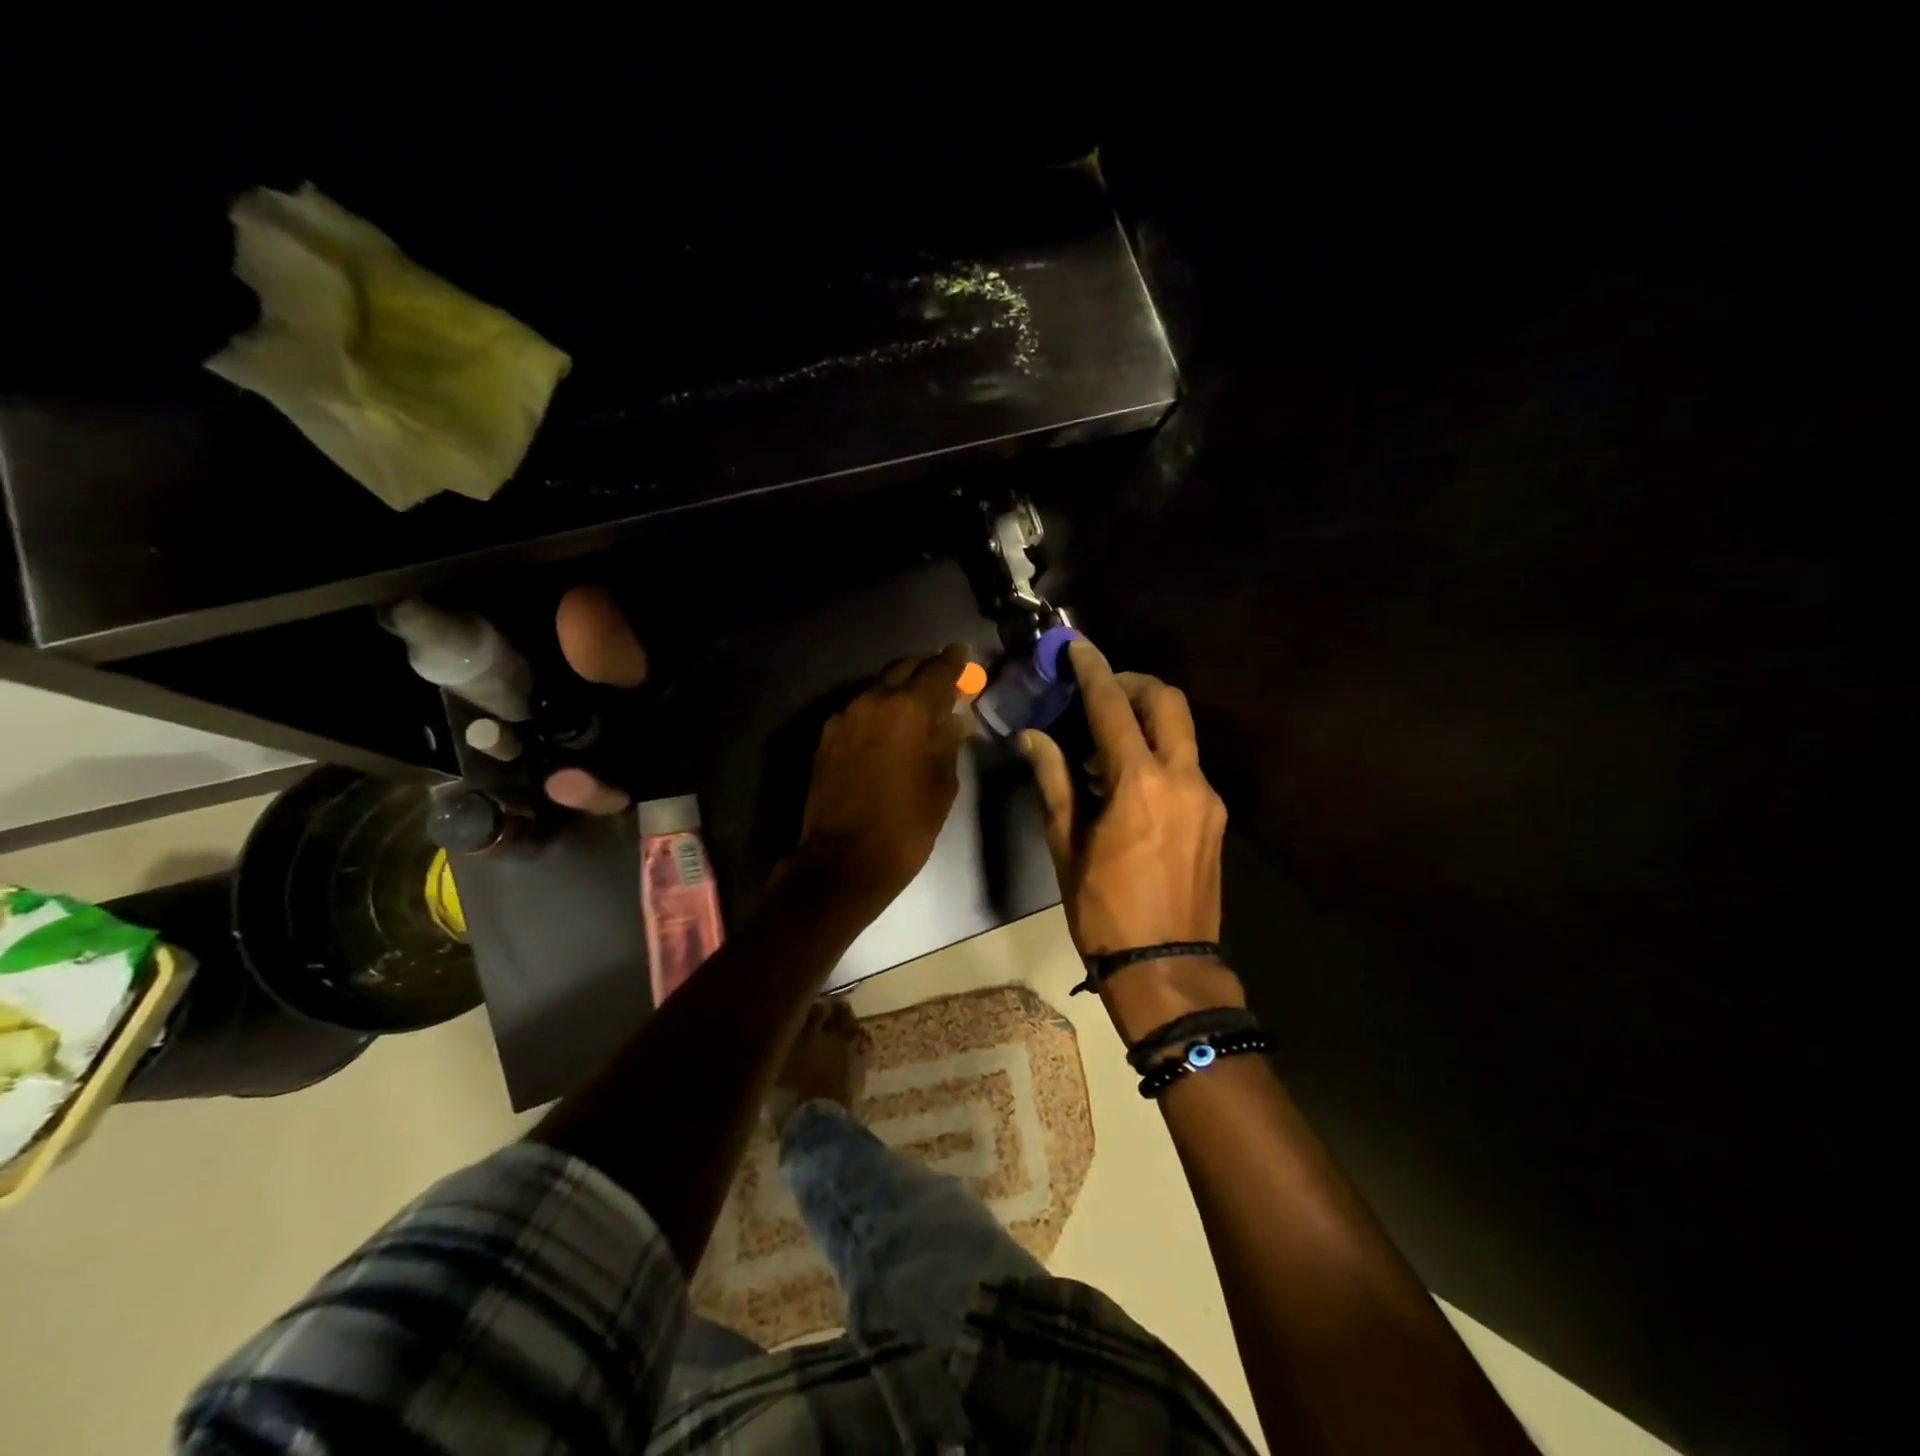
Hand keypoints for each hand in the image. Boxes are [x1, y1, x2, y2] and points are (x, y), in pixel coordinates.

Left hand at [795, 644, 970, 914]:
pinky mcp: (827, 737)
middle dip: (926, 670)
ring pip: (878, 689)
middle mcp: (873, 701)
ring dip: (899, 691)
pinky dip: (878, 712)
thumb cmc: (906, 825)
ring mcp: (844, 717)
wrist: (844, 860)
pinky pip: (859, 711)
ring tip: (917, 708)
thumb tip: (954, 717)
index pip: (938, 669)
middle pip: (904, 668)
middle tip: (944, 680)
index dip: (955, 661)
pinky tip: (888, 731)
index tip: (964, 655)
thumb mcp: (943, 784)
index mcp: (908, 708)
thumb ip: (948, 740)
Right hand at [1022, 640, 1228, 955]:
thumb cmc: (1103, 910)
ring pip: (1181, 732)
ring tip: (1106, 744)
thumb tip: (1034, 738)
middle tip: (1100, 690)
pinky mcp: (1216, 817)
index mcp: (1138, 783)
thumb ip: (1054, 782)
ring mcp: (1207, 797)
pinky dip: (1159, 754)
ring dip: (1146, 719)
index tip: (1077, 645)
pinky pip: (1187, 765)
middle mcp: (1183, 778)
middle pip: (1167, 701)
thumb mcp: (1067, 846)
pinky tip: (1130, 782)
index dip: (1093, 669)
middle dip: (1133, 683)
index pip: (1113, 707)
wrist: (1166, 966)